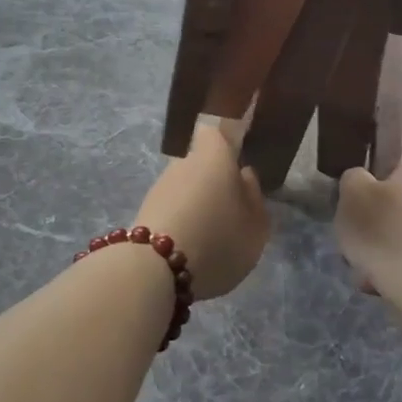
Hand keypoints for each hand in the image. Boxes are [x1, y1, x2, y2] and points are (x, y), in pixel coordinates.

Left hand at [135, 120, 267, 300]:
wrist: (155, 270)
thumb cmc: (218, 238)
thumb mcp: (256, 225)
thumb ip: (254, 196)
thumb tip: (244, 175)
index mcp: (214, 155)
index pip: (216, 132)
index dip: (226, 141)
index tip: (237, 156)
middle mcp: (183, 163)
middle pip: (201, 163)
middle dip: (214, 181)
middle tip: (231, 209)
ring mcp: (160, 187)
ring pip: (185, 188)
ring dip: (197, 205)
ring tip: (213, 236)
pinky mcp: (144, 213)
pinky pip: (172, 211)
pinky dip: (182, 224)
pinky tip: (192, 249)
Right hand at [334, 153, 401, 303]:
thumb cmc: (386, 230)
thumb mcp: (353, 192)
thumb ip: (352, 177)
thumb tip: (361, 180)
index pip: (393, 159)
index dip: (369, 176)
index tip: (354, 196)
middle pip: (391, 201)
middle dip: (370, 221)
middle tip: (352, 237)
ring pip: (396, 233)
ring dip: (377, 249)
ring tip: (361, 268)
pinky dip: (390, 269)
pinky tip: (376, 282)